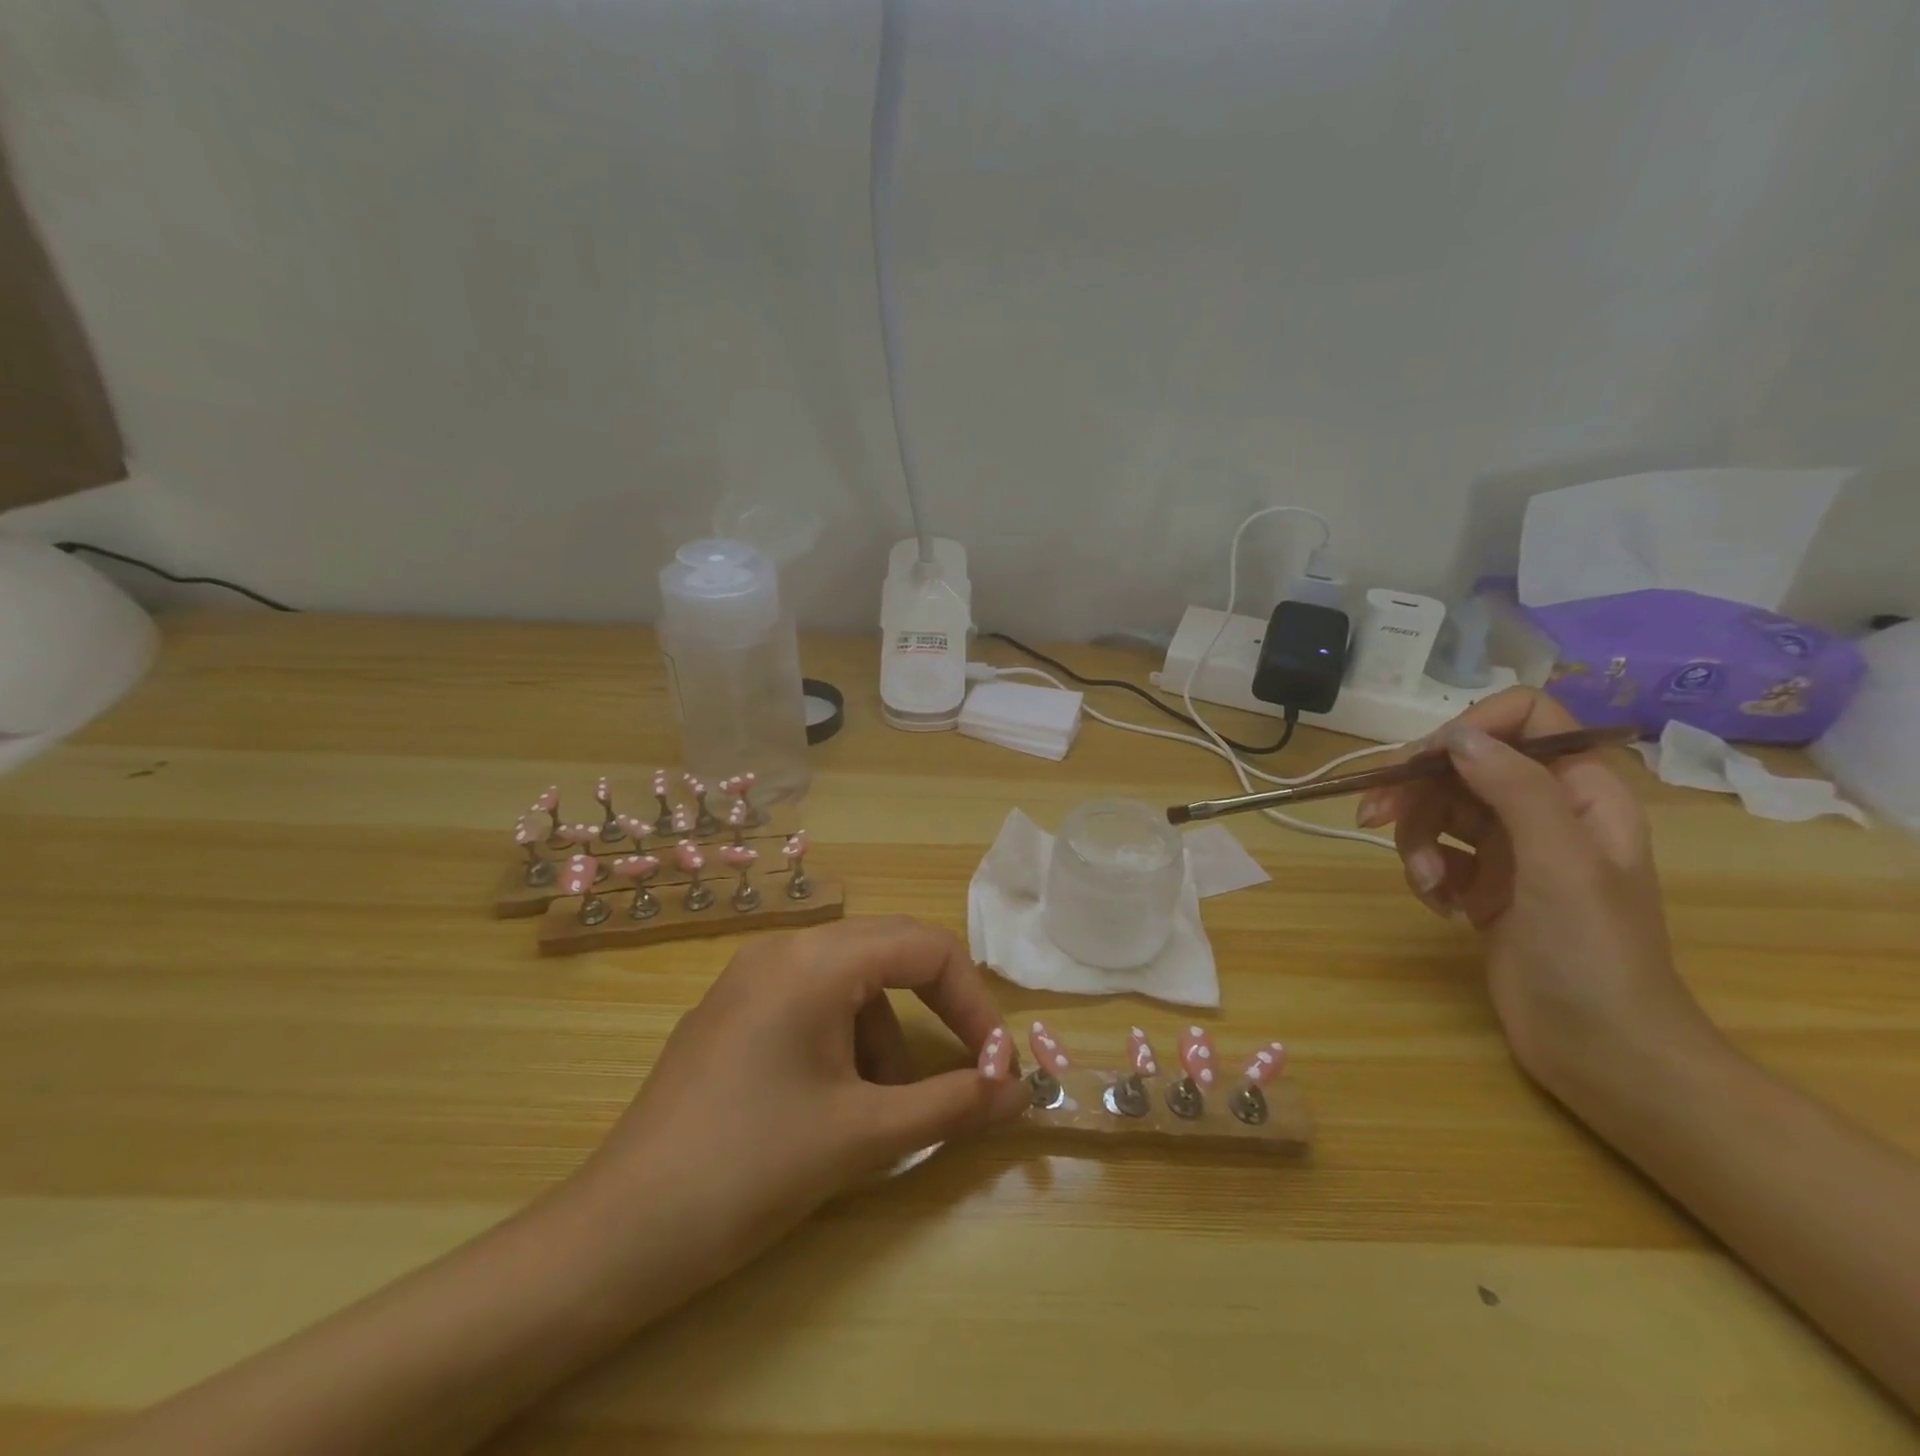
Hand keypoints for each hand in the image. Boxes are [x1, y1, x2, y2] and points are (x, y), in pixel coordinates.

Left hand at [568, 916, 1029, 1296]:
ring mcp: (751, 975)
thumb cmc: (751, 1170)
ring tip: (885, 1107)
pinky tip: (836, 1101)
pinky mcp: (734, 1009)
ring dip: (888, 1032)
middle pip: (890, 951)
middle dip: (938, 1008)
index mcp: (816, 960)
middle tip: (969, 1069)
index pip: (925, 948)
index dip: (974, 1003)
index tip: (997, 1066)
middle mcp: (784, 948)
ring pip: (852, 980)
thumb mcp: (863, 1134)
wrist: (620, 1234)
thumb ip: (952, 1103)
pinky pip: (814, 999)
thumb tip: (1020, 1090)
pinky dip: (847, 1037)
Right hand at [1355, 688, 1720, 1106]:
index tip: (1425, 761)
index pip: (1528, 719)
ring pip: (1441, 810)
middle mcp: (1546, 812)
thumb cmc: (1592, 954)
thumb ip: (1515, 789)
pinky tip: (1440, 907)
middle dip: (1418, 790)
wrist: (1602, 1051)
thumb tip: (1456, 735)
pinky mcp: (1484, 886)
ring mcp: (1513, 851)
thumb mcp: (1560, 863)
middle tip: (1372, 817)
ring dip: (1416, 841)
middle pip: (1466, 765)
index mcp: (1582, 793)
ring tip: (1426, 884)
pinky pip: (1437, 854)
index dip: (1474, 727)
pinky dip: (1426, 873)